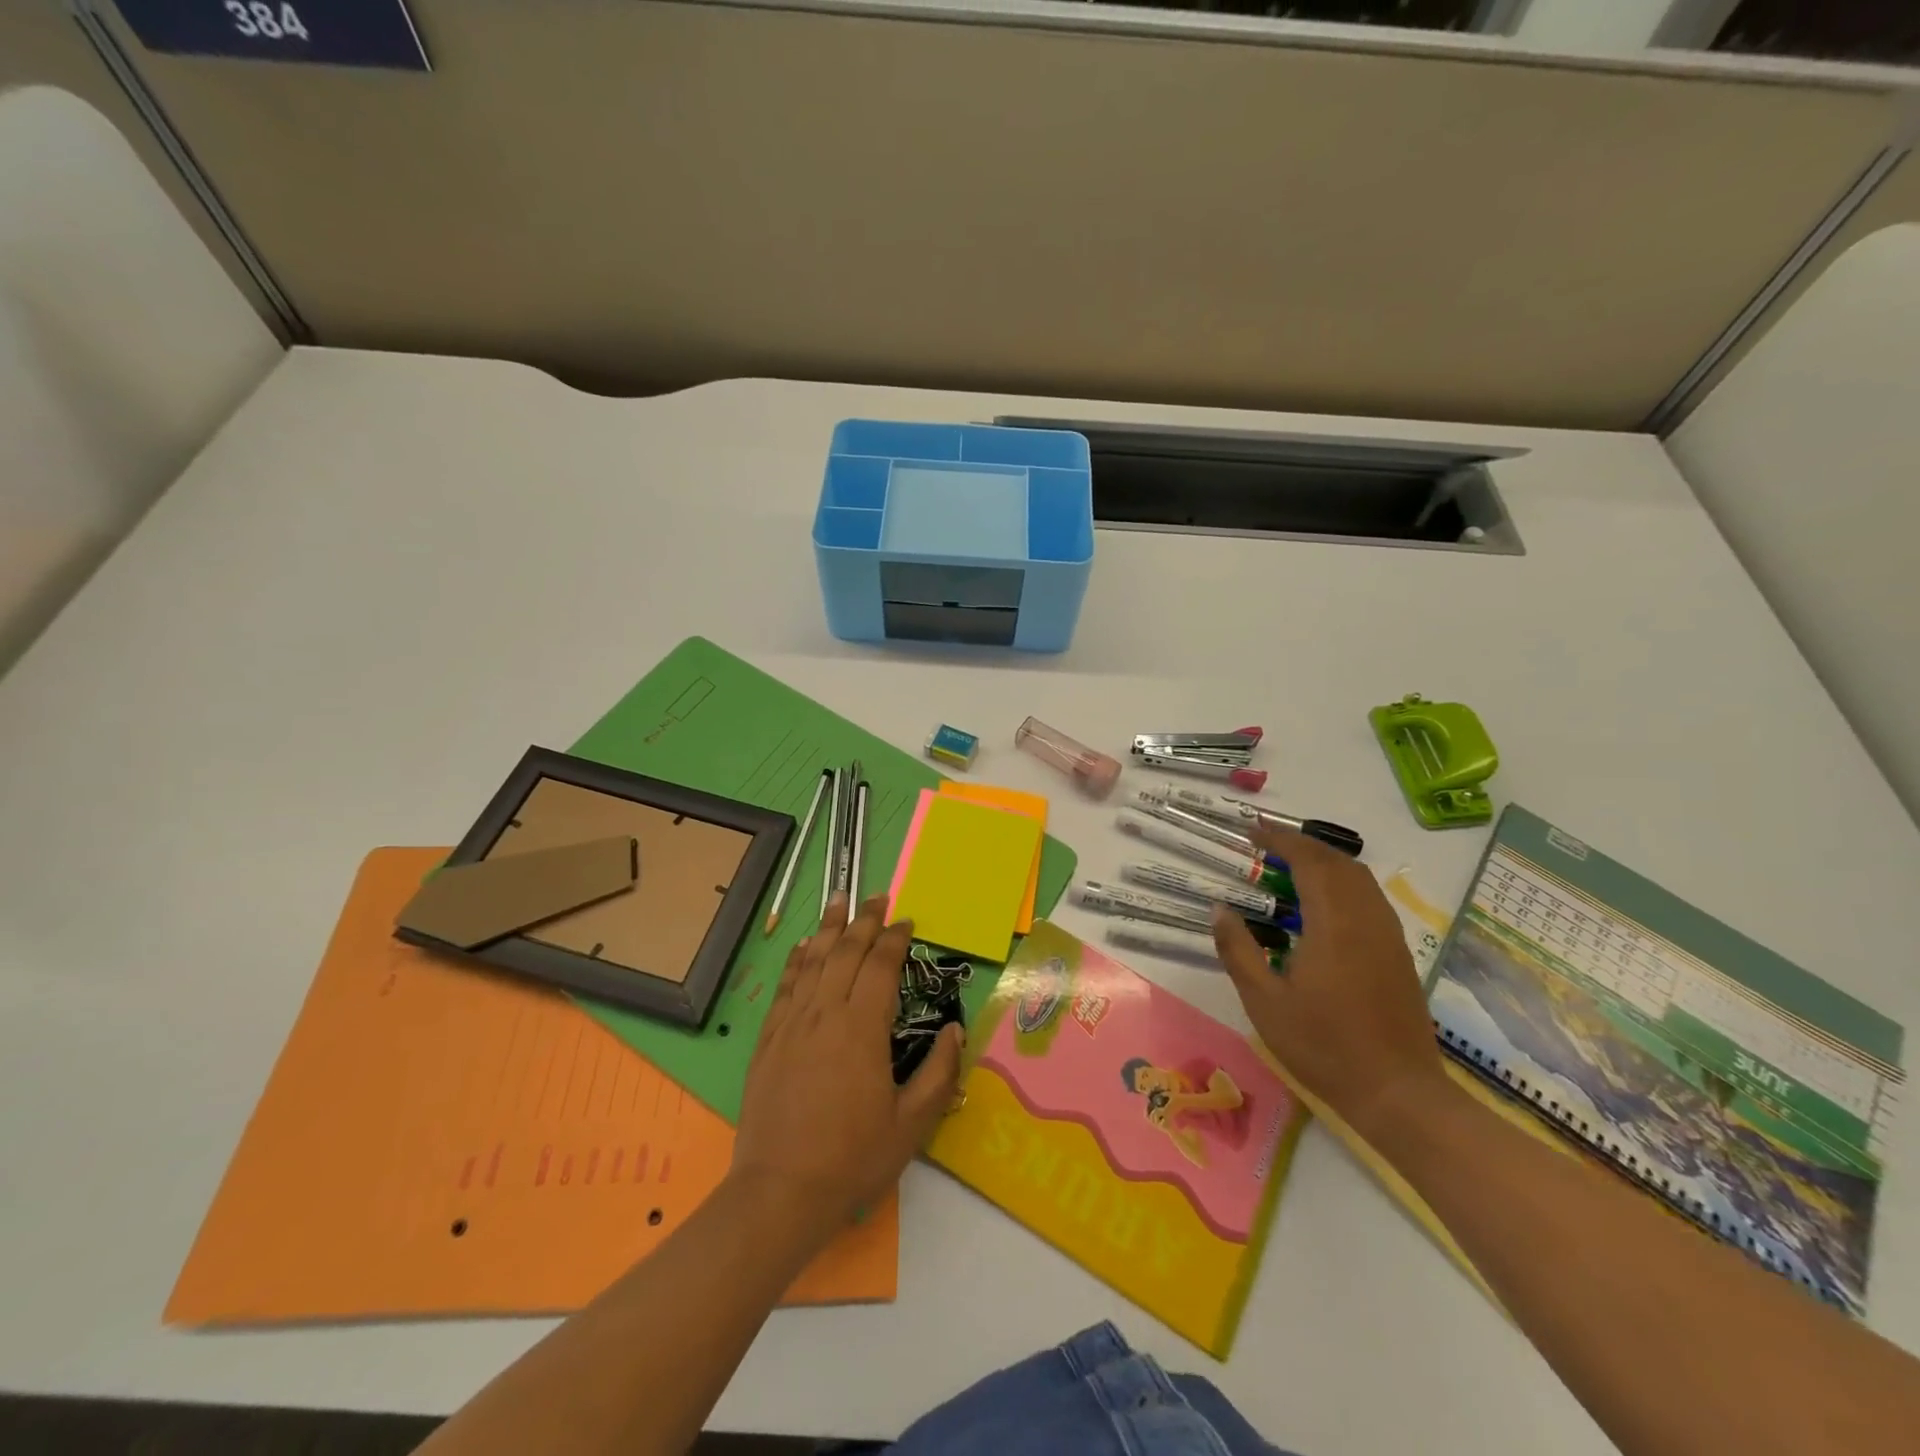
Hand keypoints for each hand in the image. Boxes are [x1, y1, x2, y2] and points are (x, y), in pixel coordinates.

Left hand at [731, 894, 963, 1236]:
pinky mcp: (769, 1040)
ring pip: (814, 961)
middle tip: (877, 897)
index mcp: (862, 1028)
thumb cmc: (852, 1158)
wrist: (779, 1192)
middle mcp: (826, 1013)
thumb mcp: (911, 1124)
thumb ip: (938, 1073)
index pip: (881, 965)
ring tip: (839, 900)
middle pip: (846, 952)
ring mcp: (793, 1024)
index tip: (906, 922)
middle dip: (864, 920)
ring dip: (829, 928)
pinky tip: (804, 947)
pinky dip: (798, 960)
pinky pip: (786, 987)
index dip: (894, 938)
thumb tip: (956, 1031)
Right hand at [1211, 830, 1445, 1139]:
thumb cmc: (1324, 1046)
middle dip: (1301, 845)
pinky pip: (1370, 899)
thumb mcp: (1264, 1001)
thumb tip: (1220, 910)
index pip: (1308, 861)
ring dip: (1324, 862)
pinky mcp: (1398, 953)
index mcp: (1334, 924)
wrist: (1398, 1092)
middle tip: (1265, 846)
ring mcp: (1388, 936)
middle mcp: (1366, 919)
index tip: (1250, 832)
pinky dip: (1342, 884)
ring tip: (1289, 868)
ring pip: (1359, 878)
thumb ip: (1239, 950)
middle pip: (1337, 862)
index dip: (1279, 840)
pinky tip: (1321, 906)